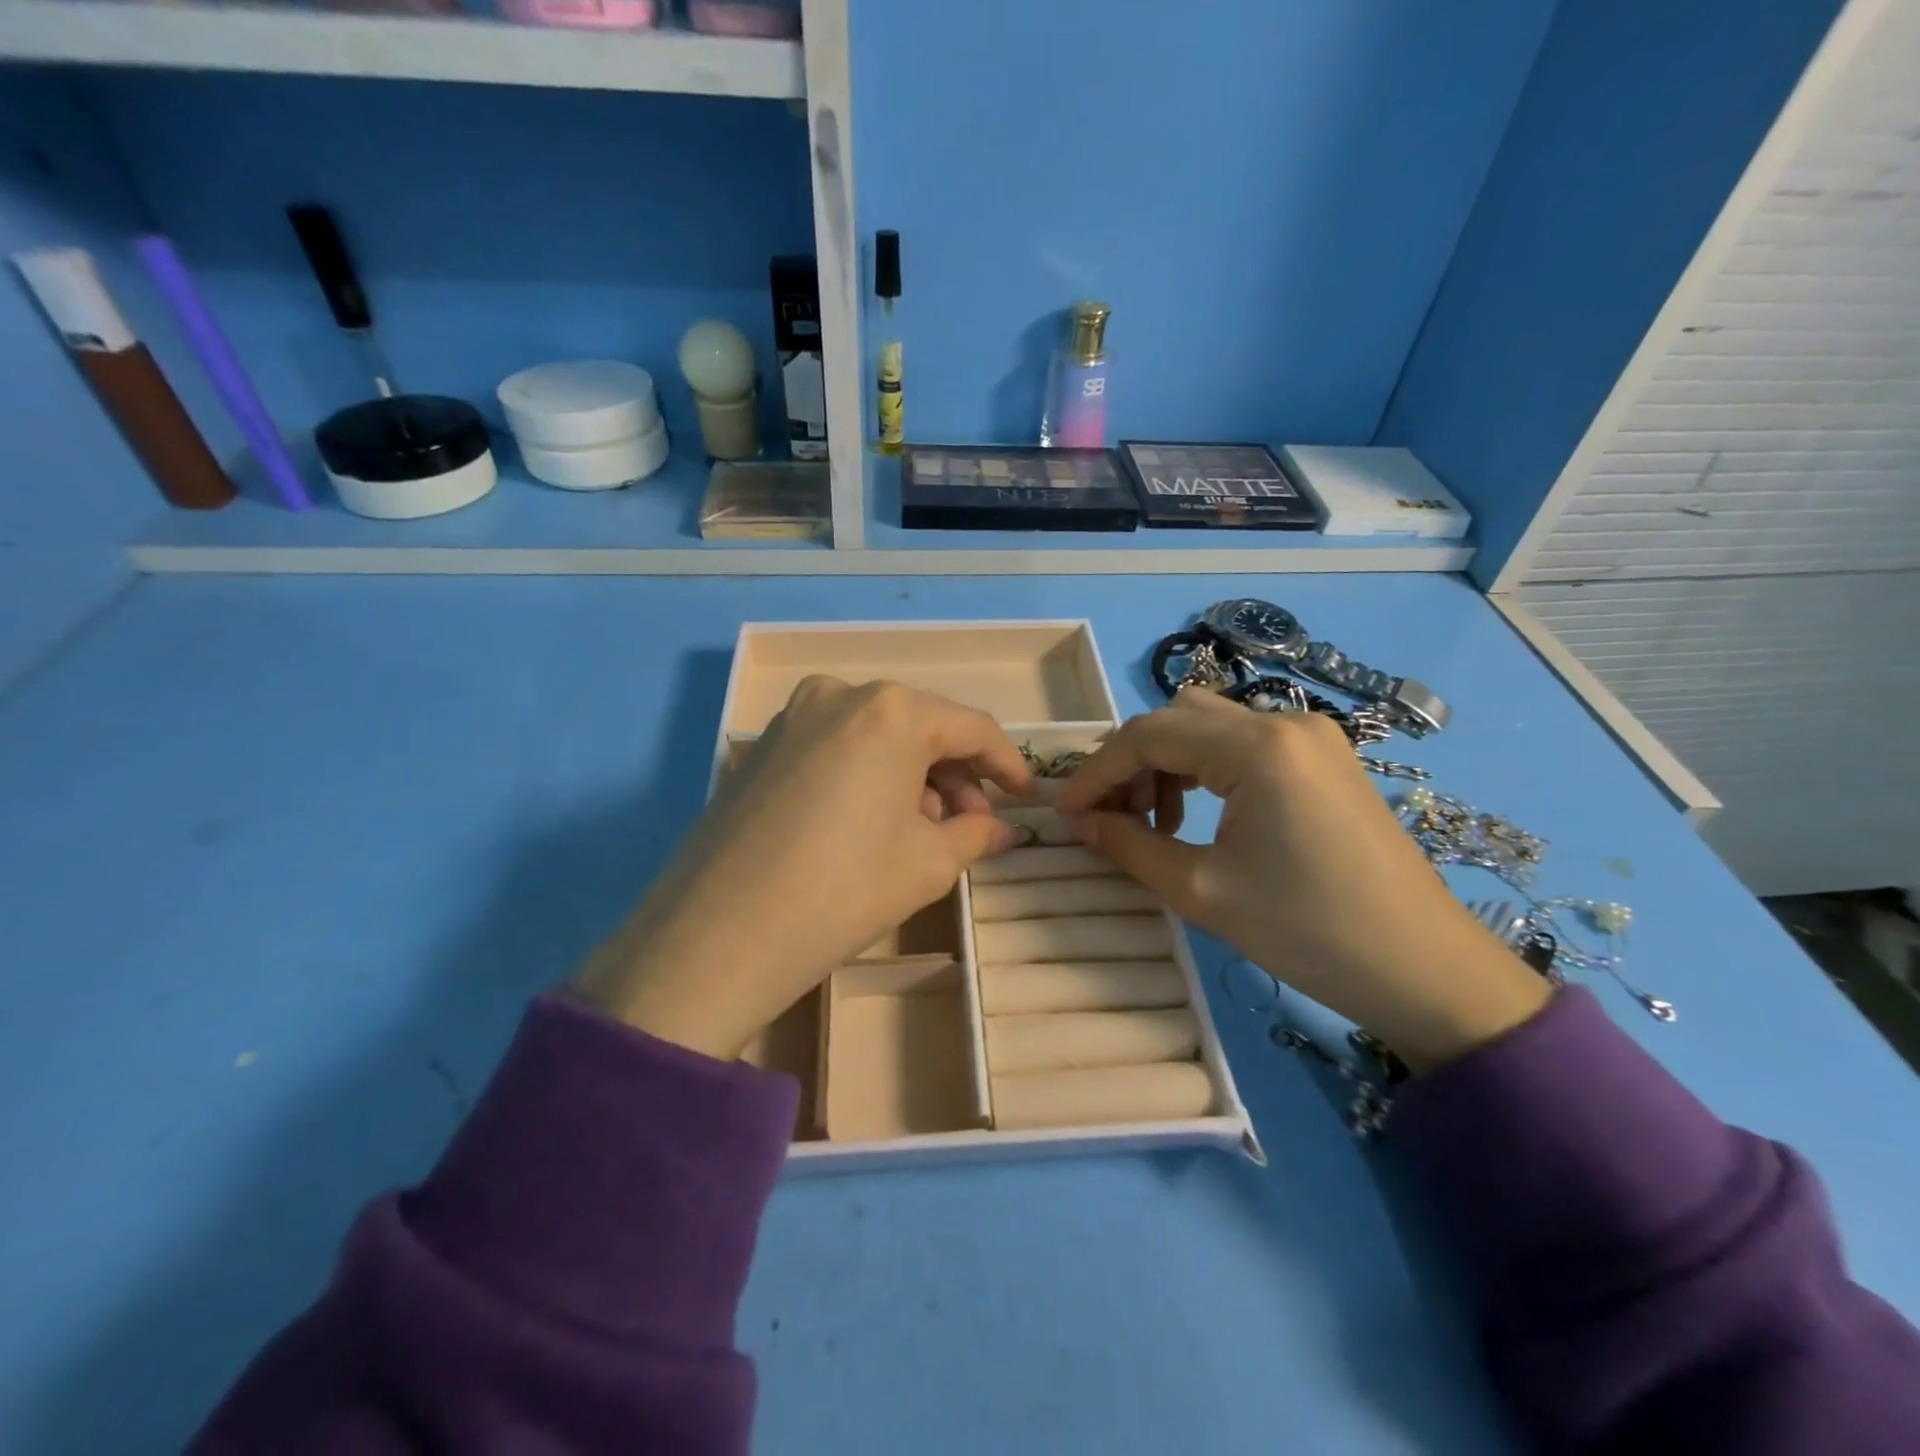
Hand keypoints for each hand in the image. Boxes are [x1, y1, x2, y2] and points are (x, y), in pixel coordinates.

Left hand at [571, 677, 1032, 1058]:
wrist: (718, 937)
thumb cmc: (843, 890)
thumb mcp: (928, 864)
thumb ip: (977, 835)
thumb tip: (1006, 829)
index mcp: (892, 710)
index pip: (971, 727)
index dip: (1006, 763)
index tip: (1025, 797)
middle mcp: (841, 694)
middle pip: (922, 727)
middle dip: (956, 775)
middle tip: (971, 827)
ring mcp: (793, 717)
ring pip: (877, 736)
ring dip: (912, 776)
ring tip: (922, 831)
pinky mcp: (761, 747)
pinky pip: (836, 747)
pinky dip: (867, 775)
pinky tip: (870, 823)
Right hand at [1055, 690, 1549, 1072]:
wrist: (1424, 970)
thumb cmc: (1307, 932)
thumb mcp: (1201, 890)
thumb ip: (1129, 845)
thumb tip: (1079, 822)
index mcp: (1257, 747)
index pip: (1148, 734)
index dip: (1097, 772)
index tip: (1066, 813)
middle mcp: (1284, 722)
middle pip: (1176, 718)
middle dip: (1130, 763)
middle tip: (1107, 817)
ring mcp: (1311, 736)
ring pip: (1208, 726)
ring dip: (1166, 764)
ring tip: (1152, 823)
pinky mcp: (1323, 758)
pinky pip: (1243, 744)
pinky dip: (1204, 769)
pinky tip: (1196, 815)